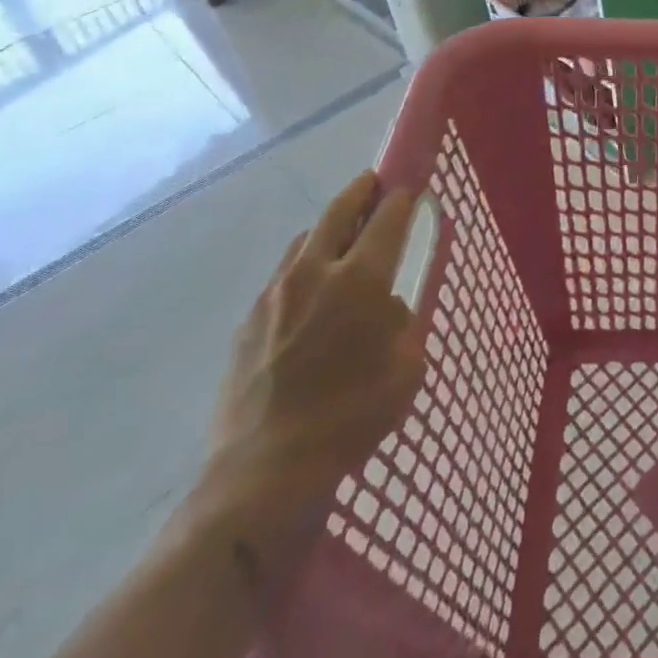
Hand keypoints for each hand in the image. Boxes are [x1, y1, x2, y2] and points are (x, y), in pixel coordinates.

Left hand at [197, 173, 428, 549]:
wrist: (262, 472)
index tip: (410, 186)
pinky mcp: (247, 322)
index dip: (402, 197)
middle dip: (361, 191)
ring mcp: (274, 295)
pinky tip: (310, 298)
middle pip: (338, 211)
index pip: (387, 218)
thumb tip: (387, 308)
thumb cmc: (349, 418)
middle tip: (374, 184)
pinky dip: (303, 269)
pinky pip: (282, 277)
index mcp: (360, 280)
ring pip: (305, 240)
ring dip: (328, 231)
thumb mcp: (406, 369)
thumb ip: (403, 324)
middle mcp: (314, 273)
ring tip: (342, 243)